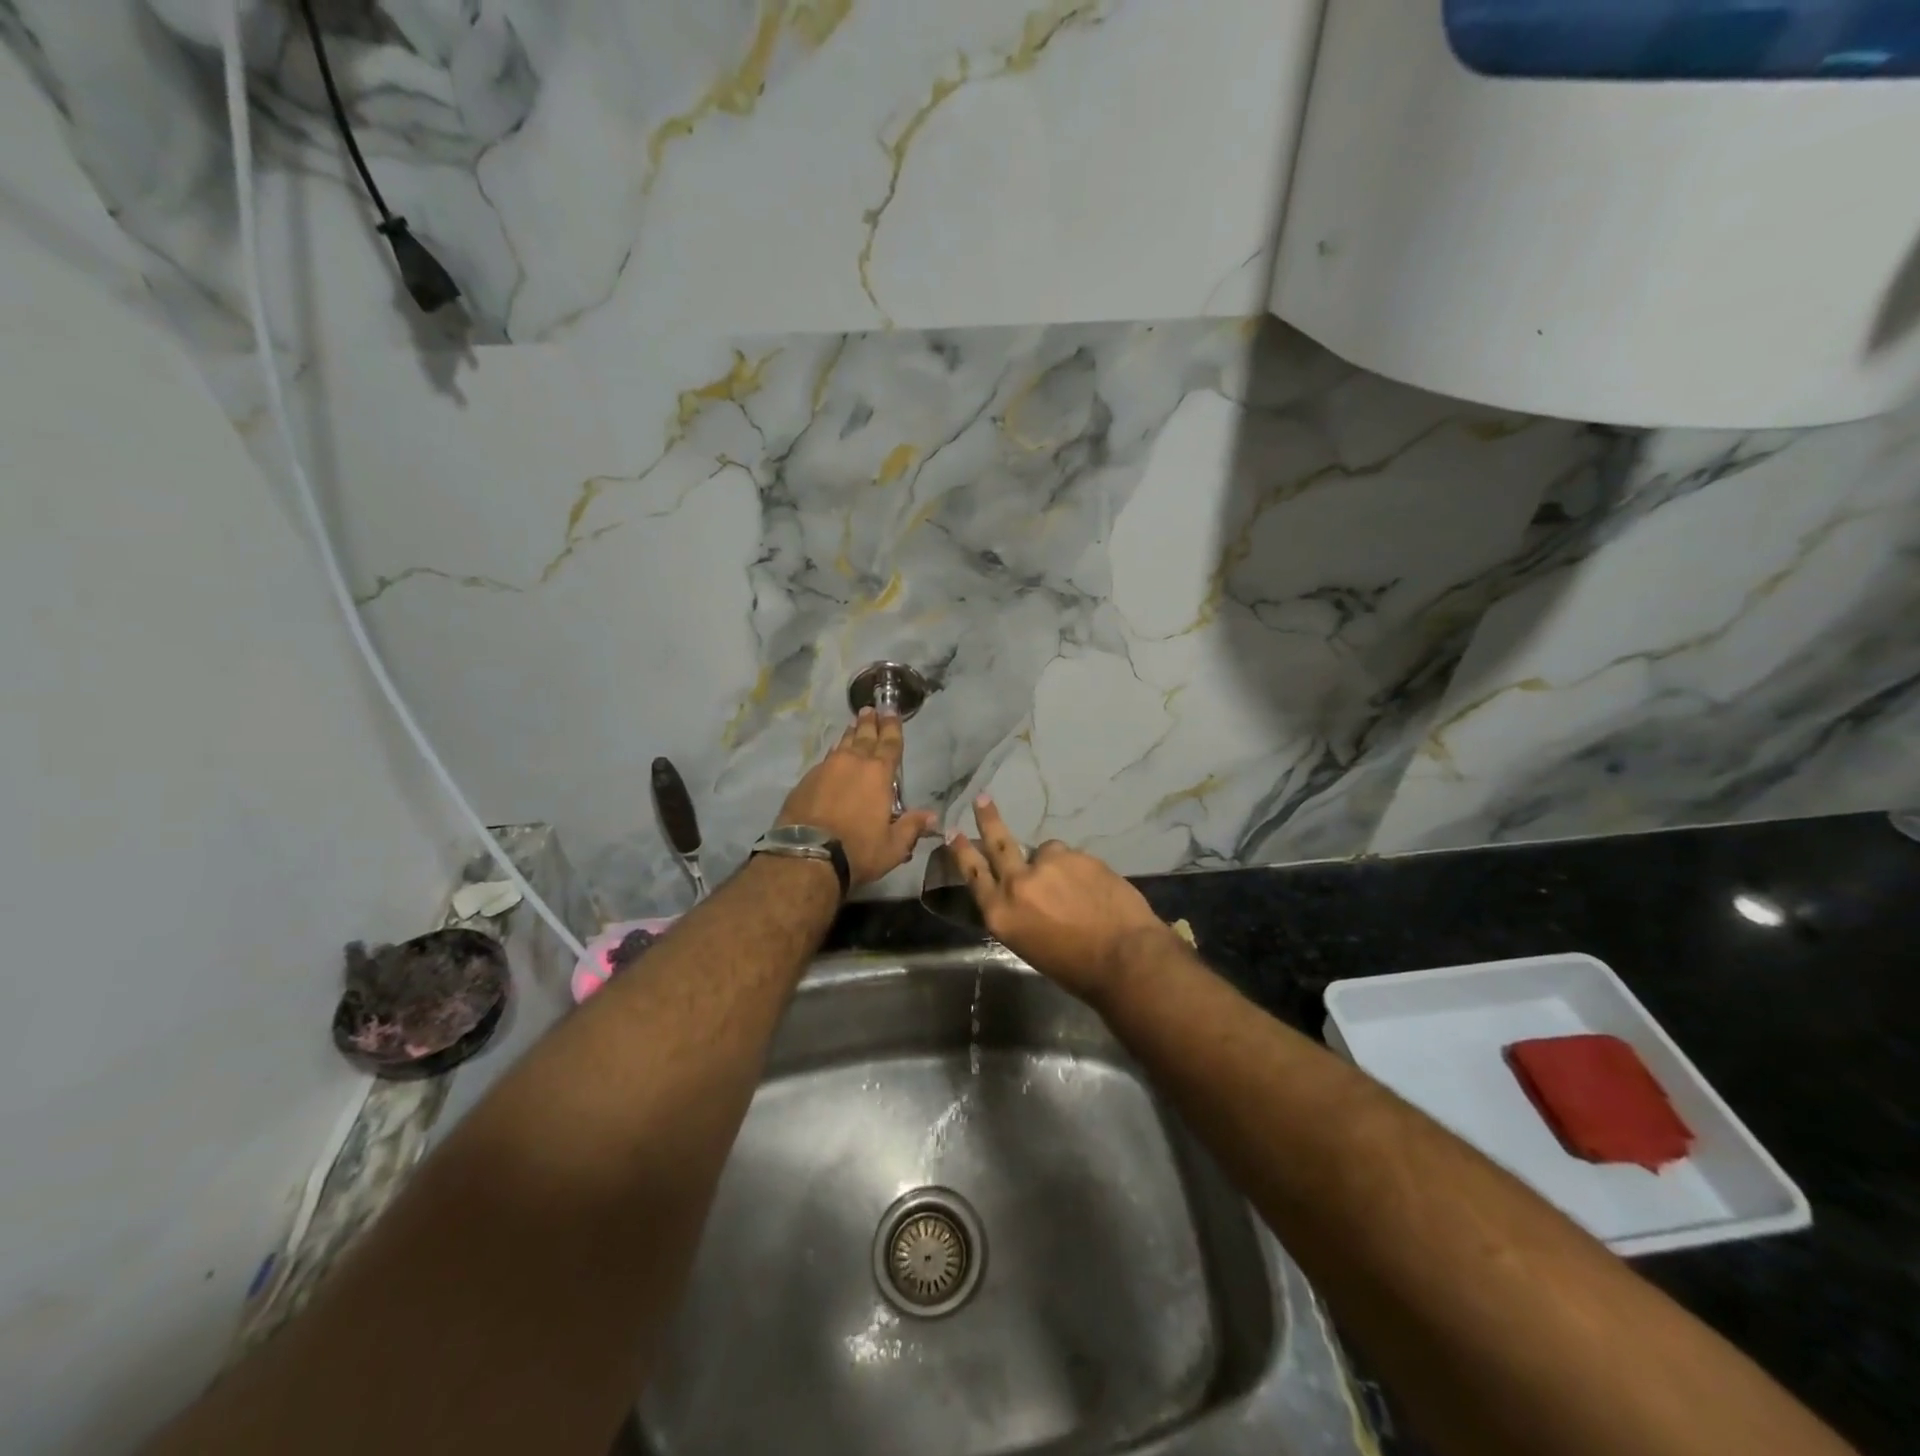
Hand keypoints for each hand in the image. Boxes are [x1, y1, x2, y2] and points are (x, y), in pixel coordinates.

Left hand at [776, 708, 938, 888]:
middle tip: (870, 709)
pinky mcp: (806, 780)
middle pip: (863, 736)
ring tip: (853, 726)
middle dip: (869, 723)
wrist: (807, 855)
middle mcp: (852, 763)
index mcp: (878, 774)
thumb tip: (933, 816)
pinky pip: (825, 760)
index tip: (891, 710)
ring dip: (850, 734)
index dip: (892, 726)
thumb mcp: (893, 846)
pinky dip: (833, 754)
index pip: (890, 743)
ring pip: (842, 745)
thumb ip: (912, 827)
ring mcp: (826, 769)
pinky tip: (833, 756)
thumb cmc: (858, 849)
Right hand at [946, 796, 1181, 1000]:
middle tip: (981, 798)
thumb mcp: (1030, 946)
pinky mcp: (1076, 856)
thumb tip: (1026, 897)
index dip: (962, 852)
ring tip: (1076, 888)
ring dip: (1054, 865)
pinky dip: (1080, 871)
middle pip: (998, 843)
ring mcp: (1047, 865)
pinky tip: (1095, 890)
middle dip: (988, 819)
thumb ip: (1019, 914)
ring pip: (1045, 852)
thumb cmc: (1075, 969)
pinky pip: (1073, 858)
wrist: (1125, 957)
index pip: (973, 874)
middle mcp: (1017, 883)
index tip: (954, 833)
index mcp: (1001, 913)